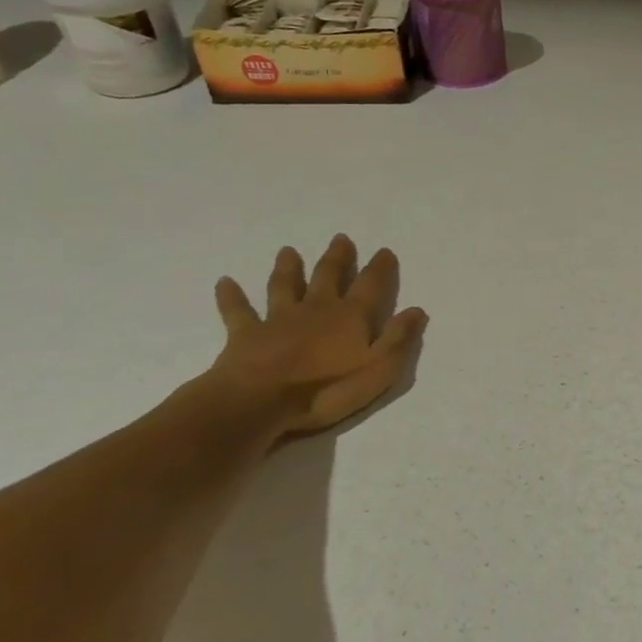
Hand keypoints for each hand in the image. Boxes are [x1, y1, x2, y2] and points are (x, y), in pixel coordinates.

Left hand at [206, 235, 427, 441]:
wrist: (259, 402)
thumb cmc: (326, 389)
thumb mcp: (378, 369)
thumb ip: (398, 338)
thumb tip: (416, 309)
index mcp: (350, 317)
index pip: (371, 286)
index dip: (380, 268)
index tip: (384, 251)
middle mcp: (316, 309)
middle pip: (328, 276)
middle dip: (337, 258)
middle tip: (341, 238)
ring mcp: (278, 319)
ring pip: (284, 286)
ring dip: (288, 268)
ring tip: (288, 251)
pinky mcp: (246, 335)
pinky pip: (238, 311)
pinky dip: (231, 296)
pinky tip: (224, 282)